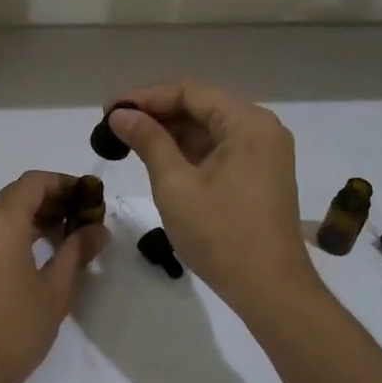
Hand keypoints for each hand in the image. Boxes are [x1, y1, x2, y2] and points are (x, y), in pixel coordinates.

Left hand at [0, 170, 108, 382]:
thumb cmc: (14, 330)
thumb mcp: (55, 291)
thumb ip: (76, 251)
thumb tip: (99, 230)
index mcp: (1, 222)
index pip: (34, 182)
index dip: (62, 183)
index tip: (86, 196)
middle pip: (13, 195)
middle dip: (47, 200)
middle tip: (77, 217)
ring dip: (26, 218)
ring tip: (57, 237)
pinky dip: (5, 234)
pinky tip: (26, 256)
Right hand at [107, 83, 320, 316]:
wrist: (270, 290)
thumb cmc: (221, 235)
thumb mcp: (175, 185)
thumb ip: (148, 141)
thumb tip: (120, 114)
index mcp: (248, 123)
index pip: (190, 92)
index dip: (147, 97)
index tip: (111, 110)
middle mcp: (262, 129)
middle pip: (202, 106)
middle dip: (157, 113)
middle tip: (115, 125)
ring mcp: (264, 153)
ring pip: (209, 128)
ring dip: (171, 132)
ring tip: (129, 140)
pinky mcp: (260, 174)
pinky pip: (220, 149)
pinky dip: (189, 151)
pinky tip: (158, 157)